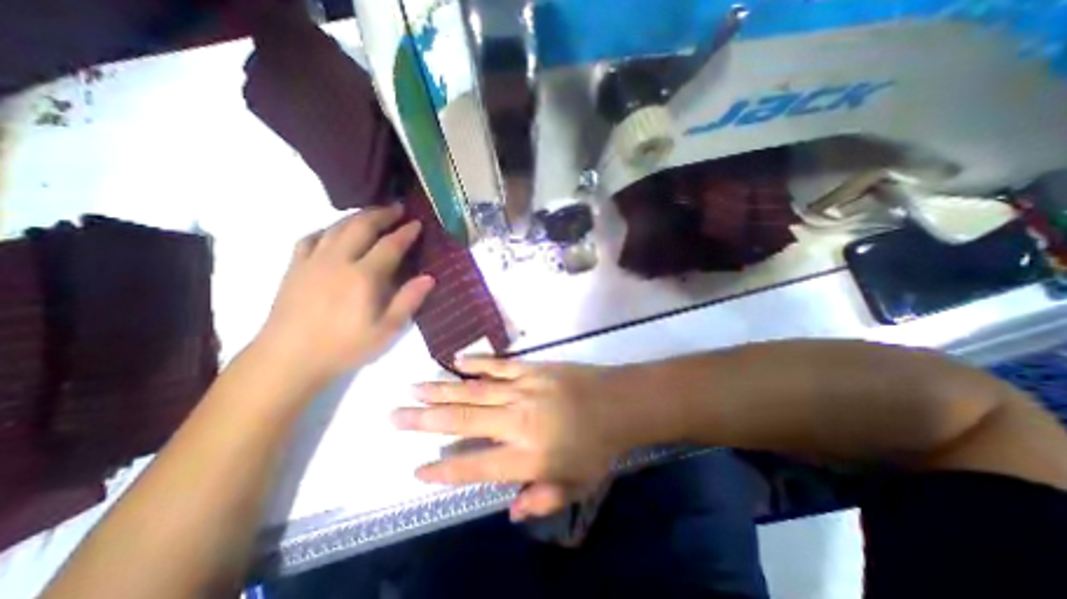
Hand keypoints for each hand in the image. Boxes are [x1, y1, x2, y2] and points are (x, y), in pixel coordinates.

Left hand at [255, 203, 433, 383]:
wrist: (288, 359)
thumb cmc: (344, 346)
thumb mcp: (386, 330)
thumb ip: (408, 301)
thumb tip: (429, 277)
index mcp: (363, 277)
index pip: (390, 245)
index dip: (406, 232)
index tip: (417, 223)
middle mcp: (338, 261)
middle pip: (361, 226)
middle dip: (382, 214)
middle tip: (397, 208)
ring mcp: (312, 261)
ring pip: (336, 227)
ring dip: (357, 216)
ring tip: (372, 214)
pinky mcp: (294, 267)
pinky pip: (311, 238)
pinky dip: (327, 229)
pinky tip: (334, 232)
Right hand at [391, 358, 627, 521]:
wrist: (619, 402)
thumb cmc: (599, 447)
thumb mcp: (577, 485)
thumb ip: (543, 498)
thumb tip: (511, 511)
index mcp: (528, 456)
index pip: (475, 467)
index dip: (444, 469)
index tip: (417, 467)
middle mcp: (518, 421)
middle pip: (463, 422)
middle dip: (425, 420)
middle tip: (395, 415)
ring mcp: (524, 390)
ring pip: (474, 390)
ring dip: (442, 389)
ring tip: (414, 387)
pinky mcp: (533, 368)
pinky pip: (499, 366)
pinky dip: (476, 364)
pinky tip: (456, 361)